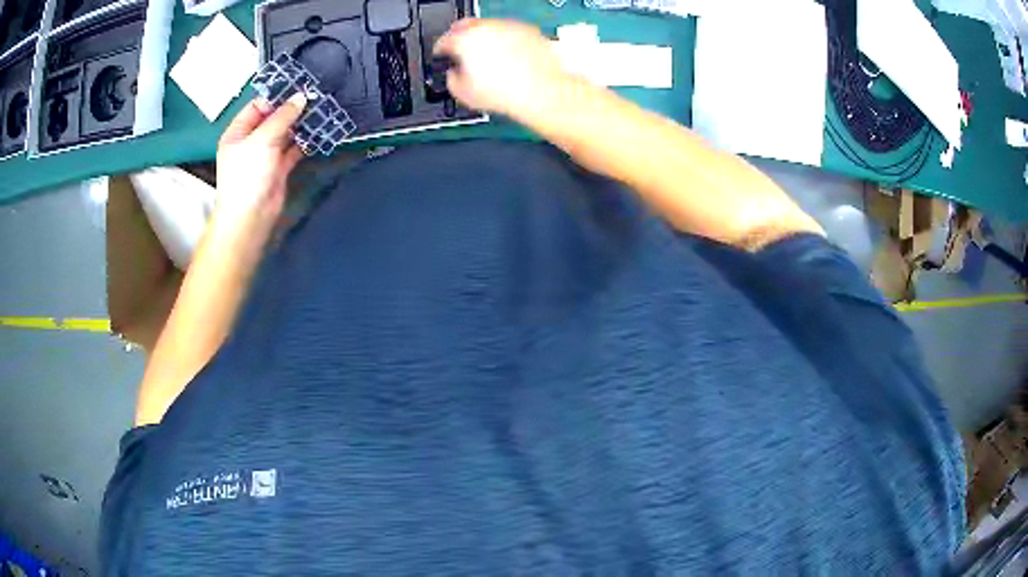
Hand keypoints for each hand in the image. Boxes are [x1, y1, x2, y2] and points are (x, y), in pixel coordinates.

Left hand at [215, 93, 306, 237]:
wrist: (251, 216)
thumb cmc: (247, 176)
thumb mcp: (263, 139)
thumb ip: (283, 117)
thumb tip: (300, 97)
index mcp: (238, 132)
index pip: (258, 106)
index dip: (277, 97)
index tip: (298, 88)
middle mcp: (251, 141)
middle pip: (273, 119)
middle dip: (291, 110)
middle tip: (314, 97)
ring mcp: (265, 155)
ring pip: (285, 133)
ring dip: (300, 125)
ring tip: (320, 111)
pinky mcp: (279, 168)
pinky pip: (293, 150)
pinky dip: (304, 143)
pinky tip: (317, 133)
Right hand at [434, 19, 568, 118]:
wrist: (542, 92)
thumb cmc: (507, 92)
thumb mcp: (463, 94)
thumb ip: (451, 79)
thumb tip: (454, 75)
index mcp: (465, 40)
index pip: (443, 41)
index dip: (440, 52)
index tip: (443, 57)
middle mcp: (486, 28)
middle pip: (464, 26)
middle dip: (460, 38)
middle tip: (462, 53)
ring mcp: (508, 26)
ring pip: (488, 27)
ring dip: (484, 38)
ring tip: (488, 59)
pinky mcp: (528, 30)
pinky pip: (509, 32)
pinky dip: (505, 41)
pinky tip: (508, 57)